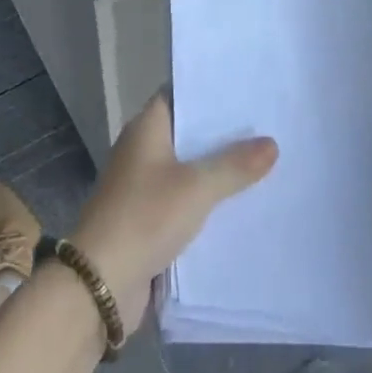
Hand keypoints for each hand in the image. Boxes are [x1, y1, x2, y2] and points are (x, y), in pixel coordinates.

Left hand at [71, 94, 276, 333]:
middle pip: (189, 132)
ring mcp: (144, 185)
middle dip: (224, 132)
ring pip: (190, 168)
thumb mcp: (197, 187)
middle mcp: (143, 150)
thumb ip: (235, 165)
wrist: (99, 284)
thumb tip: (272, 143)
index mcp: (147, 129)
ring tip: (266, 160)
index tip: (247, 88)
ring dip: (219, 168)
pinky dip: (209, 199)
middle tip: (268, 124)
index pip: (180, 93)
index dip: (211, 90)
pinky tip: (243, 202)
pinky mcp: (149, 218)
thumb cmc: (145, 217)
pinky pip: (186, 199)